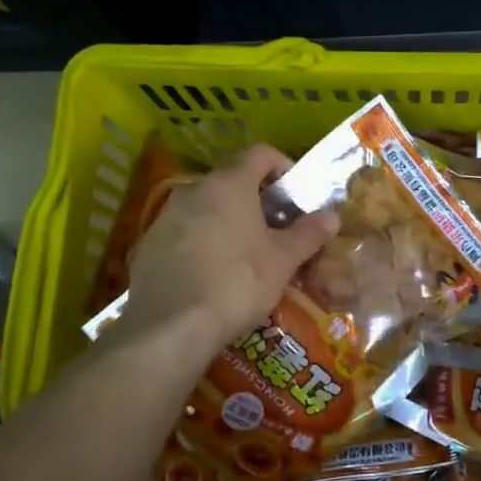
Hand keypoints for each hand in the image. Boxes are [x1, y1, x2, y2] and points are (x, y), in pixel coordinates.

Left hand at [120, 144, 338, 356]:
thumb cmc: (237, 282)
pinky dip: (204, 243)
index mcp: (230, 184)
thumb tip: (332, 216)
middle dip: (258, 200)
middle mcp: (195, 189)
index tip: (296, 193)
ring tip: (248, 255)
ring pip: (207, 208)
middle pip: (232, 181)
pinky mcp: (148, 245)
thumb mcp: (283, 260)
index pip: (260, 153)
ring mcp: (166, 216)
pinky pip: (185, 233)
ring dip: (230, 222)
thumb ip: (308, 234)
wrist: (169, 327)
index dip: (283, 166)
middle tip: (278, 230)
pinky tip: (214, 274)